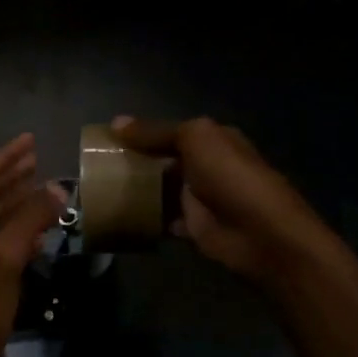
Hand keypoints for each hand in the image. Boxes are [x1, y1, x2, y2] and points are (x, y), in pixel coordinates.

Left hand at [0, 134, 64, 356]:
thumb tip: (57, 189)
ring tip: (42, 186)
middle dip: (10, 177)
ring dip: (15, 202)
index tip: (30, 141)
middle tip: (38, 158)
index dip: (5, 158)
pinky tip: (38, 228)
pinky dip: (15, 230)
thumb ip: (29, 219)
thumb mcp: (4, 258)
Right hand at [111, 115, 324, 285]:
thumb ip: (156, 132)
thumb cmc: (231, 176)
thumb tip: (116, 122)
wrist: (262, 234)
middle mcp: (207, 166)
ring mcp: (200, 199)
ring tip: (99, 190)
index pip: (171, 132)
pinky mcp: (193, 228)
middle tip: (96, 165)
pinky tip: (118, 217)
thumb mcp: (195, 139)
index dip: (142, 134)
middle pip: (163, 161)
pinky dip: (144, 220)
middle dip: (135, 162)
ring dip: (136, 191)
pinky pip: (162, 220)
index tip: (107, 139)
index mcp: (213, 140)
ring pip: (161, 190)